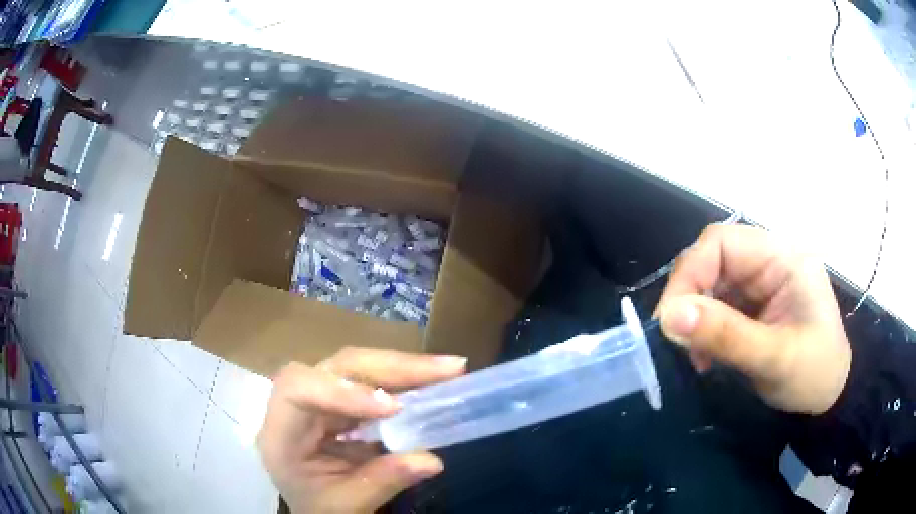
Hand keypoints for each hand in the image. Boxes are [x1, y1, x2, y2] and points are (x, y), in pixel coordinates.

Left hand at [258, 348, 466, 512]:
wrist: (316, 509)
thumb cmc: (319, 509)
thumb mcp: (346, 506)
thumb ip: (382, 482)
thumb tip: (432, 460)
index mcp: (281, 434)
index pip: (298, 391)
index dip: (342, 391)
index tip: (393, 407)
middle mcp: (296, 406)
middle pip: (335, 368)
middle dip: (390, 368)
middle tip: (445, 370)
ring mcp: (320, 399)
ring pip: (358, 367)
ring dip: (404, 368)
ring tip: (449, 370)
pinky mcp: (342, 402)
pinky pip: (372, 382)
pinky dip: (405, 381)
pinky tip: (433, 382)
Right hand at [656, 224, 850, 413]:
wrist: (830, 395)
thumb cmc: (814, 373)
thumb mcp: (775, 358)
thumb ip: (726, 336)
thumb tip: (668, 317)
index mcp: (782, 257)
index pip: (721, 242)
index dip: (690, 273)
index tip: (670, 320)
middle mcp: (768, 261)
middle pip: (711, 259)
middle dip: (689, 298)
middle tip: (676, 339)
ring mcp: (759, 283)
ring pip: (709, 284)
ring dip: (693, 317)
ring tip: (694, 355)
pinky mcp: (752, 305)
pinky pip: (715, 305)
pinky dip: (702, 329)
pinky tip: (704, 356)